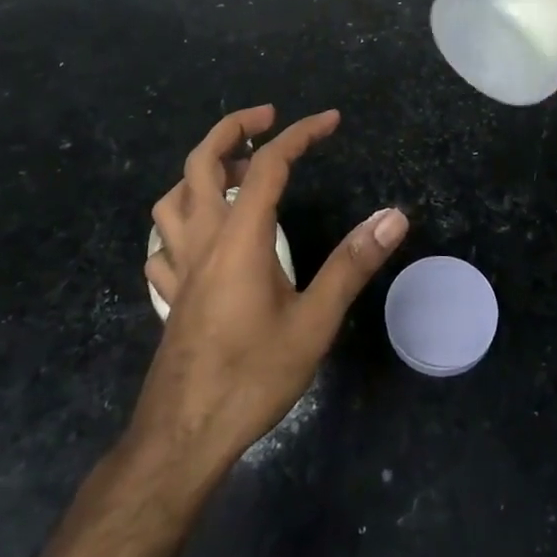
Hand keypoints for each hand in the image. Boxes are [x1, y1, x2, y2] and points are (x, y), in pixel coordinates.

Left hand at [134, 105, 407, 476]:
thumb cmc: (251, 377)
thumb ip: (352, 265)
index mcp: (240, 237)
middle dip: (234, 128)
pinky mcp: (170, 295)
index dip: (301, 133)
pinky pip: (164, 243)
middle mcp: (203, 239)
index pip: (269, 164)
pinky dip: (180, 222)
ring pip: (173, 197)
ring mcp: (178, 268)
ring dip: (202, 171)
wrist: (182, 439)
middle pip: (202, 161)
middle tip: (268, 118)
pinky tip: (200, 237)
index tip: (331, 120)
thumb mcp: (314, 323)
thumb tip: (393, 217)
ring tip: (236, 172)